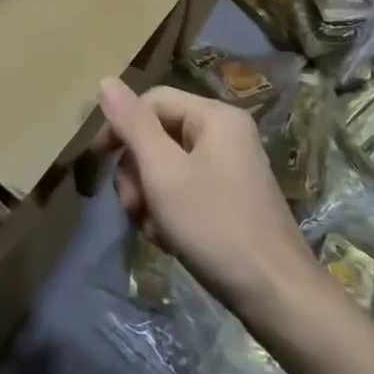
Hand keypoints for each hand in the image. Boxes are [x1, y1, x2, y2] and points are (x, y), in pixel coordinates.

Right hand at [98, 79, 325, 330]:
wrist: (275, 292)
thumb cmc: (214, 225)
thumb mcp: (164, 173)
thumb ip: (133, 125)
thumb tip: (105, 81)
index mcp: (215, 116)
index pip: (153, 100)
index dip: (121, 126)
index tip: (98, 163)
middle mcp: (226, 132)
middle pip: (160, 135)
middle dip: (138, 172)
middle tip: (133, 209)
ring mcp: (231, 166)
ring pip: (169, 166)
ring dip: (150, 197)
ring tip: (153, 230)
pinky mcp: (231, 197)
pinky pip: (187, 188)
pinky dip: (170, 211)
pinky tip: (169, 240)